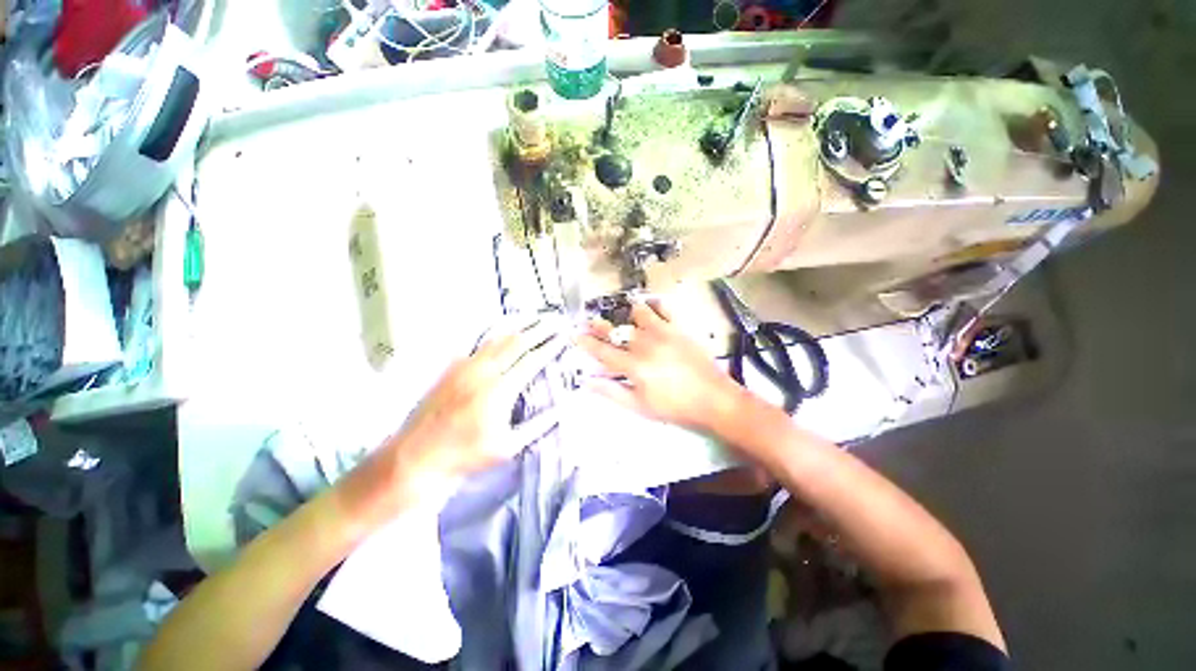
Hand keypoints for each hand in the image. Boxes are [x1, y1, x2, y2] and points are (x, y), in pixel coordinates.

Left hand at [396, 316, 570, 477]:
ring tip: (534, 320)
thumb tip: (564, 408)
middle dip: (539, 330)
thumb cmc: (466, 455)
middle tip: (554, 321)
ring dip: (519, 328)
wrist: (417, 455)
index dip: (550, 347)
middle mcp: (483, 372)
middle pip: (516, 343)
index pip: (532, 361)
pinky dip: (495, 334)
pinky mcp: (451, 367)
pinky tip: (502, 330)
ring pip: (497, 339)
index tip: (564, 337)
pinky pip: (478, 344)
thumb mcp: (508, 447)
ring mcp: (465, 367)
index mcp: (500, 391)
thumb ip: (538, 425)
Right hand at [578, 300, 745, 431]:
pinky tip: (650, 305)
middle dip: (600, 325)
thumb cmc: (675, 407)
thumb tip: (587, 381)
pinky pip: (664, 308)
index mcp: (634, 366)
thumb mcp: (640, 406)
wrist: (714, 399)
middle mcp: (645, 344)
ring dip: (627, 314)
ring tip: (624, 316)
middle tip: (590, 321)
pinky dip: (654, 304)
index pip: (603, 351)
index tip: (574, 333)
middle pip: (617, 330)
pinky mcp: (679, 328)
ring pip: (638, 313)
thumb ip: (612, 392)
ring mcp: (663, 333)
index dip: (586, 342)